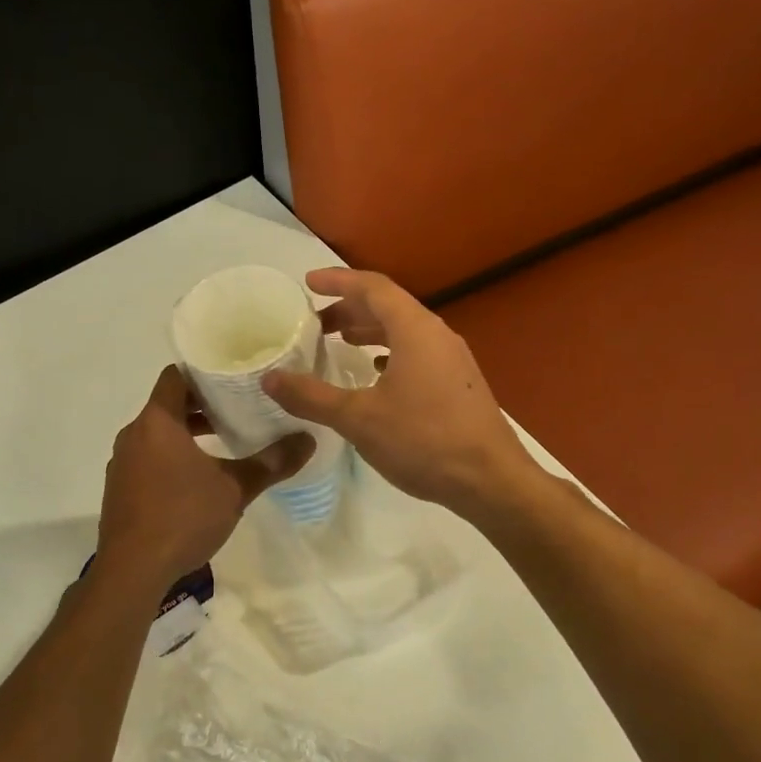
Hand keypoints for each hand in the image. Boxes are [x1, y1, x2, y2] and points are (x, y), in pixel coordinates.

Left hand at [97, 366, 312, 586]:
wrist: (132, 570)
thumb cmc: (183, 517)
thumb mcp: (235, 489)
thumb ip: (271, 463)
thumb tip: (308, 440)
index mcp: (157, 423)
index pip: (175, 376)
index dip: (203, 372)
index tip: (232, 376)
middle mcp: (133, 435)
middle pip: (168, 405)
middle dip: (202, 405)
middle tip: (239, 408)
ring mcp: (122, 463)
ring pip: (158, 434)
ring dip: (188, 434)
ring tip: (224, 442)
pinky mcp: (120, 489)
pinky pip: (147, 458)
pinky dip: (171, 457)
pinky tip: (197, 479)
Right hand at [262, 269, 541, 521]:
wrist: (490, 481)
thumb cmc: (423, 441)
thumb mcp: (358, 419)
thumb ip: (312, 397)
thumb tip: (270, 379)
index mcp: (415, 330)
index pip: (372, 287)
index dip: (338, 281)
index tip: (308, 283)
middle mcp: (438, 335)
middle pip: (389, 307)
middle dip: (349, 309)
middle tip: (315, 323)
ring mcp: (453, 361)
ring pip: (405, 332)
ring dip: (369, 332)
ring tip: (339, 344)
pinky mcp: (459, 385)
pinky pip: (418, 354)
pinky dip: (389, 354)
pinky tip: (375, 376)